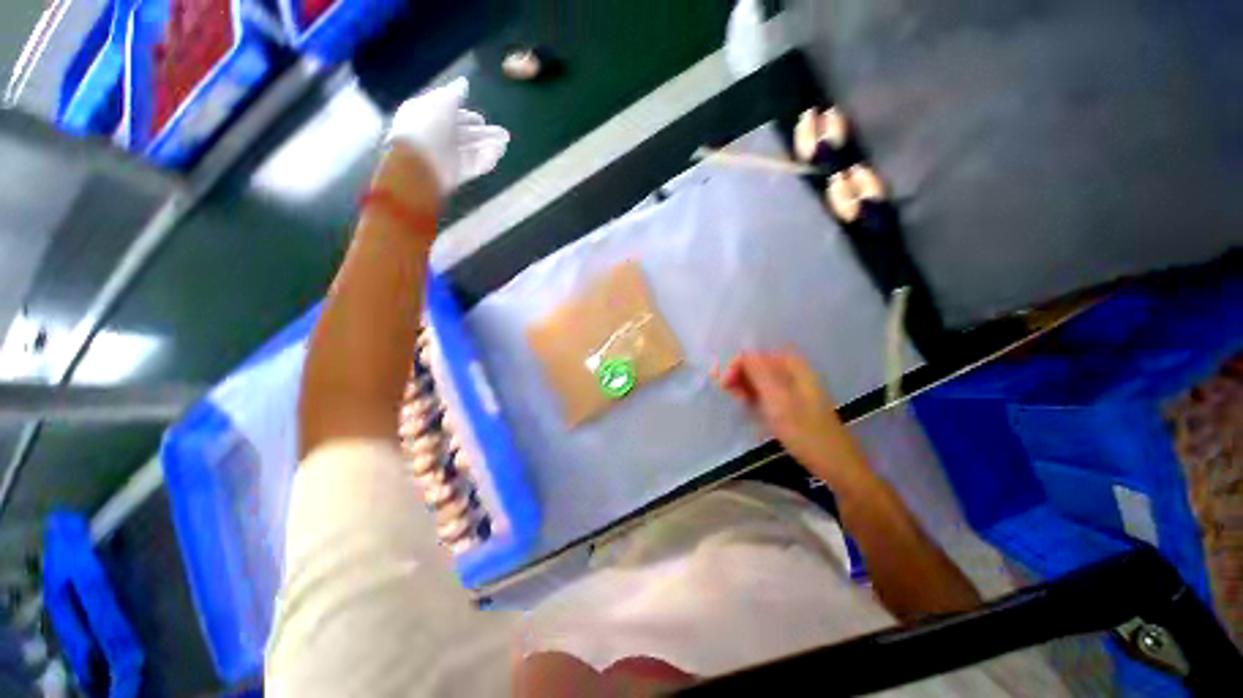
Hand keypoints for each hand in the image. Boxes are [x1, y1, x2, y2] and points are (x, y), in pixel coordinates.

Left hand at [387, 77, 509, 194]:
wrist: (419, 164)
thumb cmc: (427, 127)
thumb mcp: (441, 102)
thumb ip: (454, 93)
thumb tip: (463, 83)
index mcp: (428, 116)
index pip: (449, 116)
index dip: (466, 116)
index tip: (481, 119)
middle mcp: (438, 136)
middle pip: (464, 135)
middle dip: (483, 134)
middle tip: (504, 133)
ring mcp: (447, 157)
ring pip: (472, 150)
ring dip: (488, 145)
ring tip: (505, 142)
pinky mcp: (457, 174)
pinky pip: (474, 165)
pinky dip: (487, 158)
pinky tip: (499, 152)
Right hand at [714, 351, 856, 478]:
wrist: (835, 464)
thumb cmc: (805, 431)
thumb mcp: (779, 400)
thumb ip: (759, 374)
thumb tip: (743, 351)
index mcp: (793, 367)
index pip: (757, 355)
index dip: (738, 363)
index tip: (725, 382)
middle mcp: (792, 373)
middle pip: (757, 365)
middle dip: (739, 374)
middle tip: (726, 391)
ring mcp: (791, 389)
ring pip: (759, 379)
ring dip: (743, 385)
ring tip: (736, 400)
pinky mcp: (789, 404)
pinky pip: (765, 392)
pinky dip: (753, 395)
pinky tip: (745, 404)